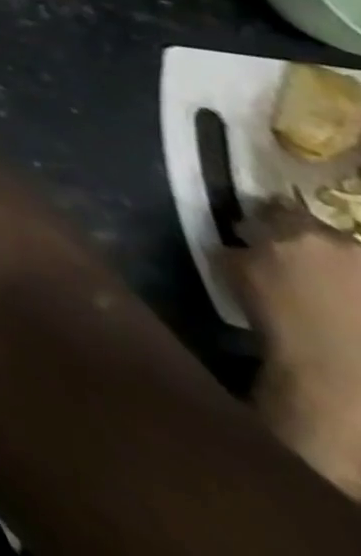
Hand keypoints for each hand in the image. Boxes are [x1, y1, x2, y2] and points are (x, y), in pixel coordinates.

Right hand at [226, 203, 360, 497]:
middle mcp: (345, 244)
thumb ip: (237, 249)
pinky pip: (360, 287)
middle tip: (292, 260)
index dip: (266, 217)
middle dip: (307, 244)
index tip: (256, 230)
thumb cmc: (276, 318)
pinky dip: (351, 292)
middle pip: (322, 232)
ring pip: (351, 261)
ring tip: (320, 288)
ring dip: (335, 269)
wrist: (337, 375)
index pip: (278, 207)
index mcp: (298, 229)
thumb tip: (241, 242)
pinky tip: (340, 310)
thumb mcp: (234, 273)